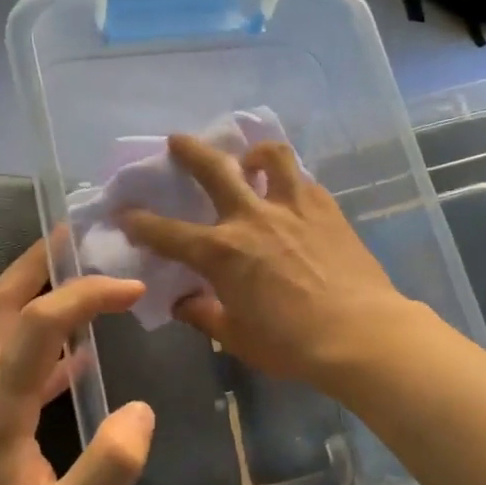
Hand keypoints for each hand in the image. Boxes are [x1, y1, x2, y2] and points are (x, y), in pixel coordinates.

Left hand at [0, 241, 154, 484]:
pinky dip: (32, 340)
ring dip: (28, 293)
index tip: (129, 288)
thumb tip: (139, 408)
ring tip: (76, 273)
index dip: (82, 296)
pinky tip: (74, 353)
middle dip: (34, 264)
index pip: (35, 329)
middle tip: (78, 234)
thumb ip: (111, 464)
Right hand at [119, 135, 419, 390]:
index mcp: (221, 253)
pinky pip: (303, 180)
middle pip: (213, 169)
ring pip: (270, 157)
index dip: (141, 223)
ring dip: (253, 152)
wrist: (359, 334)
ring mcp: (292, 207)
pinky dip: (290, 180)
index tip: (126, 214)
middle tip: (177, 140)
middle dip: (189, 151)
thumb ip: (204, 315)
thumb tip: (183, 303)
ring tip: (251, 159)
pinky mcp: (327, 208)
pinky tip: (292, 195)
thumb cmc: (291, 344)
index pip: (167, 233)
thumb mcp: (237, 337)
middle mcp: (251, 218)